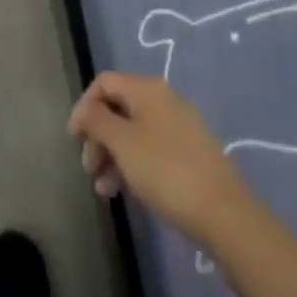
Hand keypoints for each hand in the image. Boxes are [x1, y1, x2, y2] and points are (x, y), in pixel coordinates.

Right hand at [68, 73, 252, 245]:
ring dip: (113, 156)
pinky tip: (125, 192)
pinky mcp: (189, 153)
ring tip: (103, 189)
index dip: (84, 106)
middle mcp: (163, 100)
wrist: (223, 213)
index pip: (104, 83)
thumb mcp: (122, 143)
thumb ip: (96, 120)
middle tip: (89, 168)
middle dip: (98, 136)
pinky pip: (151, 149)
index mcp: (147, 89)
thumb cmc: (165, 171)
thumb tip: (85, 109)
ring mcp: (179, 126)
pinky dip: (133, 165)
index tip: (74, 138)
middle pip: (118, 108)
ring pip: (133, 132)